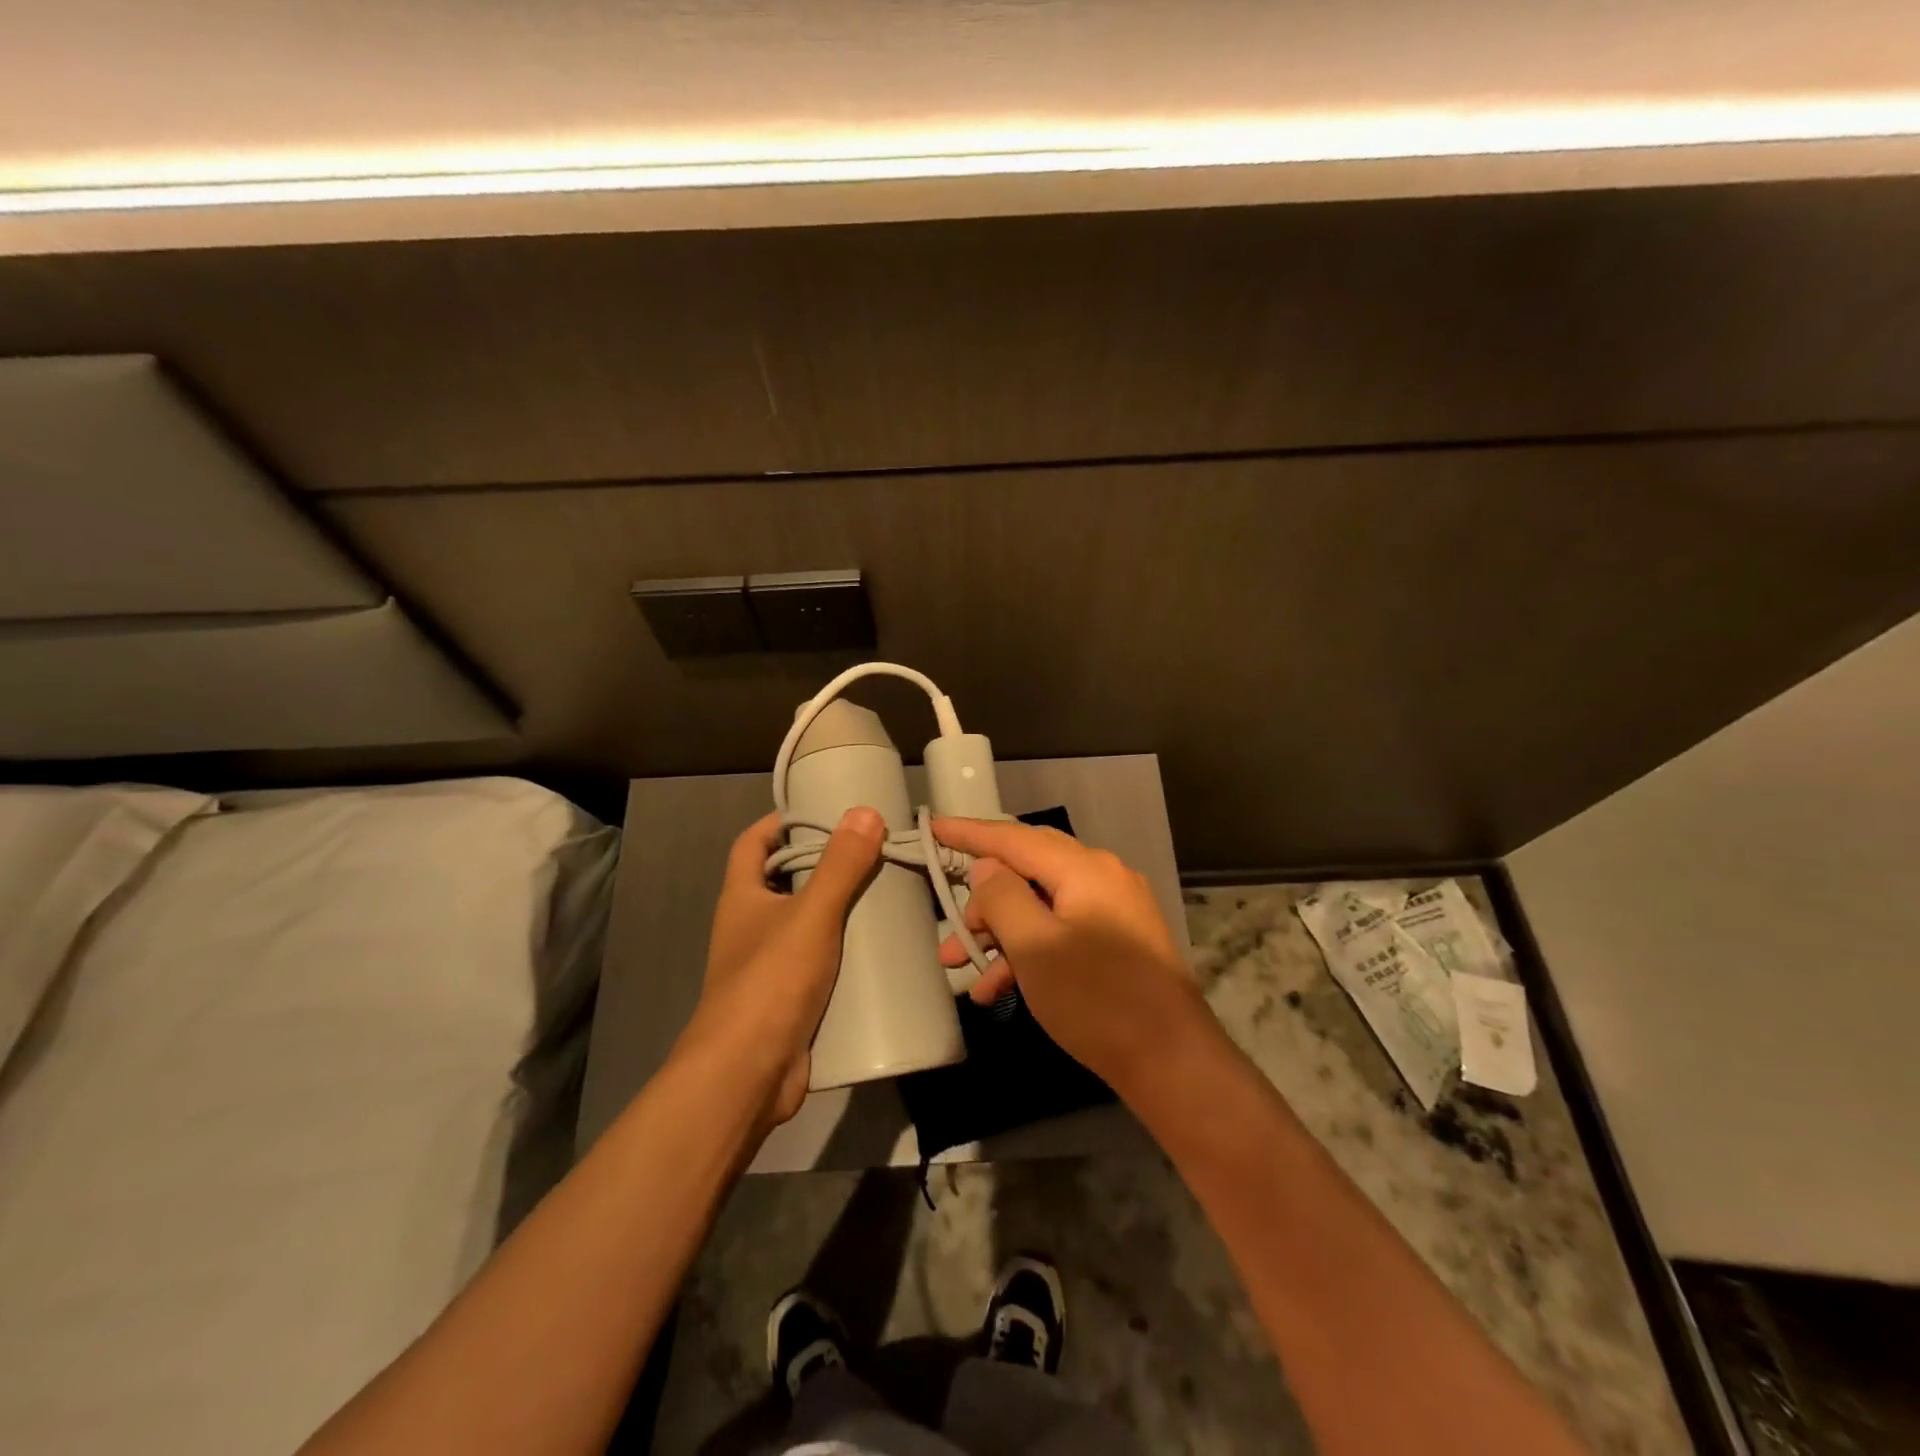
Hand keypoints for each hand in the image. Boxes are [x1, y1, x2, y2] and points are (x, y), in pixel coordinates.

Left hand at [682, 807, 885, 1126]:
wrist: (747, 1075)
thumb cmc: (769, 982)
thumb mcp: (810, 915)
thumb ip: (839, 866)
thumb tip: (865, 811)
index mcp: (742, 897)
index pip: (753, 843)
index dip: (780, 822)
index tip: (823, 812)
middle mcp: (750, 926)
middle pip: (784, 881)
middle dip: (823, 865)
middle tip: (871, 851)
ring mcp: (769, 965)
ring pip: (806, 923)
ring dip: (839, 909)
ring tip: (885, 891)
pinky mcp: (791, 998)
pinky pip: (821, 961)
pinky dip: (844, 951)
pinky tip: (881, 948)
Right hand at [931, 817, 1204, 1094]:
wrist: (1172, 1062)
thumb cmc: (1096, 1000)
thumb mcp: (1034, 947)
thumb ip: (1002, 897)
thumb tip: (986, 868)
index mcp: (1084, 868)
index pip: (1013, 838)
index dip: (969, 833)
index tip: (932, 827)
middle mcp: (1102, 877)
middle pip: (1027, 869)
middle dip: (983, 897)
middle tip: (951, 922)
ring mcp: (1114, 909)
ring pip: (1041, 905)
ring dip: (1001, 932)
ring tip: (962, 965)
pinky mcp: (1118, 941)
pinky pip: (1062, 930)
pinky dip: (1030, 950)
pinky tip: (998, 987)